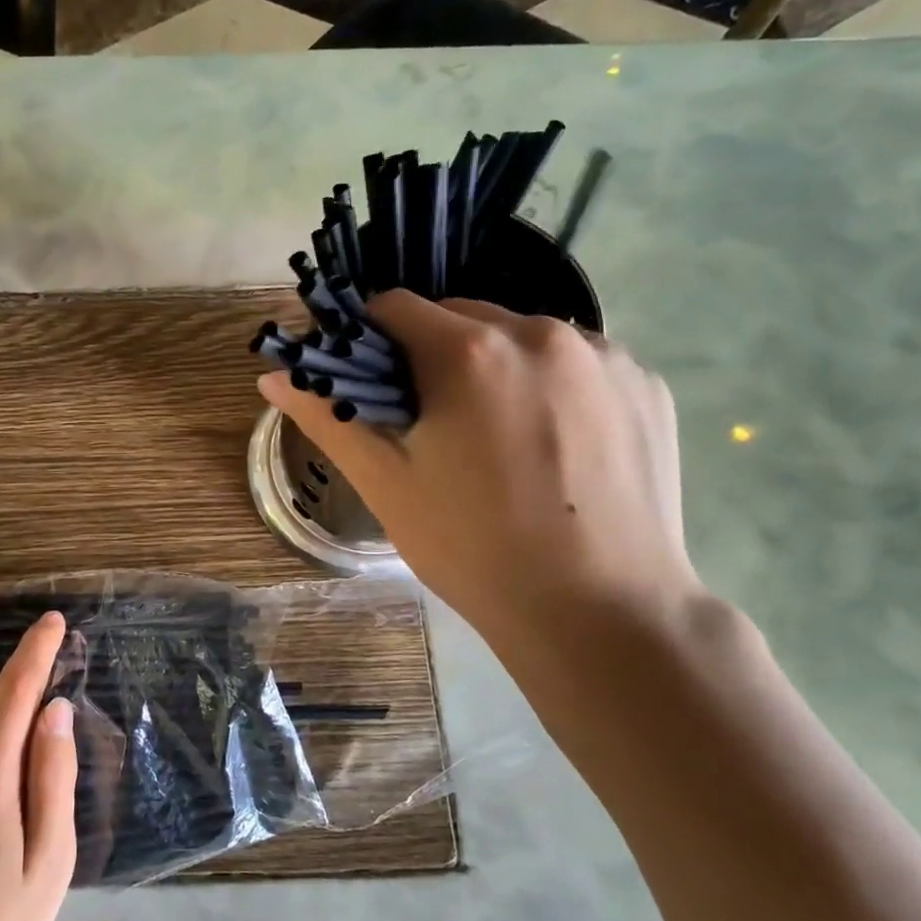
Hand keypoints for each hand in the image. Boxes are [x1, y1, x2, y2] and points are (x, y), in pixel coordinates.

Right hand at [260, 293, 697, 663]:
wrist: (600, 613)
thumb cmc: (473, 547)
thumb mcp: (385, 483)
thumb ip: (328, 416)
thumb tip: (273, 376)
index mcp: (470, 350)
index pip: (395, 307)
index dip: (369, 340)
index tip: (371, 384)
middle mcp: (542, 331)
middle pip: (460, 315)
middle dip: (432, 353)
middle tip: (431, 421)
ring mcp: (605, 355)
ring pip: (521, 336)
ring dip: (494, 365)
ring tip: (495, 436)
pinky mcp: (646, 384)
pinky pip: (576, 362)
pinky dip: (550, 384)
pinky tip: (552, 444)